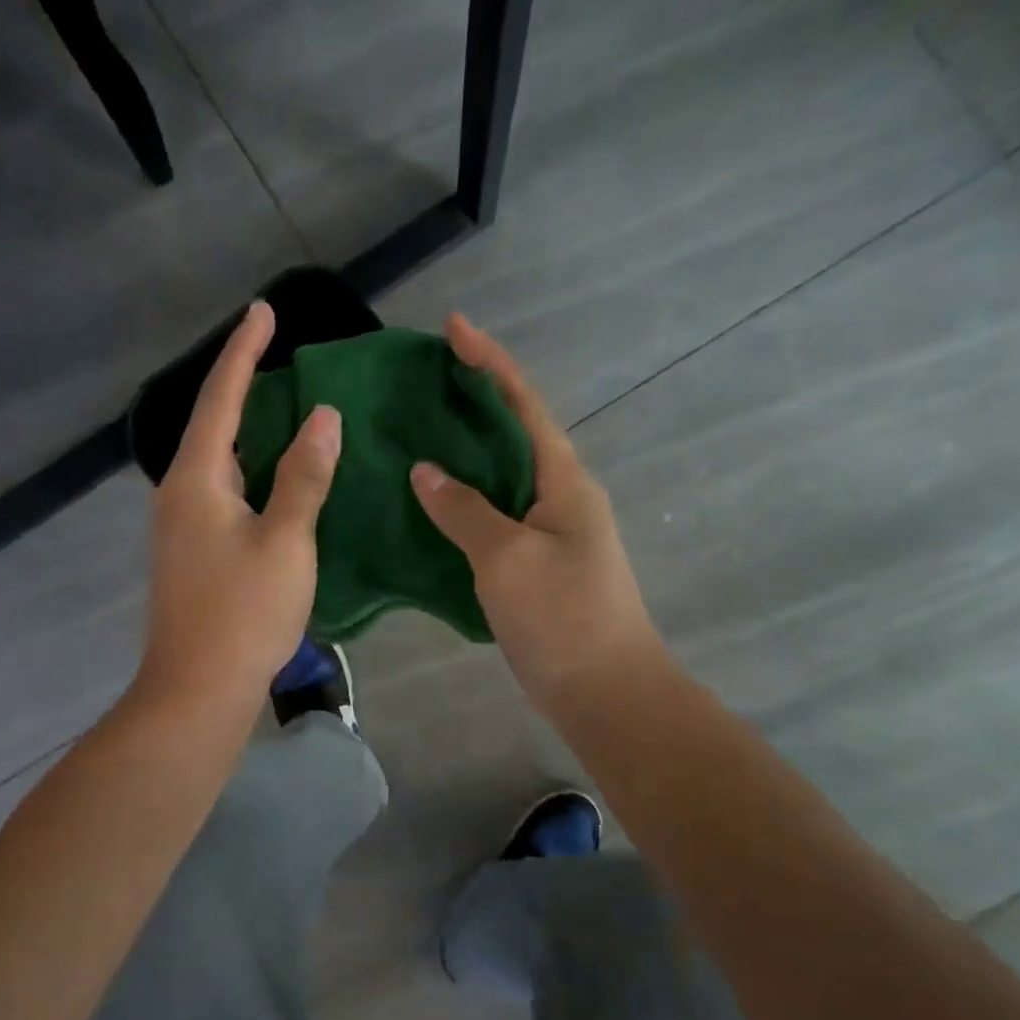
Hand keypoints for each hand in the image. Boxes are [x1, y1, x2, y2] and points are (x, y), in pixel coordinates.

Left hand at [138, 301, 341, 709]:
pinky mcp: (191, 553)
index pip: (221, 399)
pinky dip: (249, 470)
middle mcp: (179, 494)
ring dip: (247, 431)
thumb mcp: (286, 540)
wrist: (197, 690)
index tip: (264, 311)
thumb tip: (322, 417)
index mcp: (197, 480)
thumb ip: (304, 476)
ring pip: (217, 462)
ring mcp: (181, 526)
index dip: (244, 352)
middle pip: (212, 425)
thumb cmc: (244, 612)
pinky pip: (221, 492)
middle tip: (279, 357)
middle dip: (243, 386)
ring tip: (284, 409)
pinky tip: (273, 478)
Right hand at [410, 314, 661, 723]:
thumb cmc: (562, 617)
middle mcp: (561, 495)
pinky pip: (493, 516)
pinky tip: (428, 505)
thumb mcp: (506, 558)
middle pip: (514, 433)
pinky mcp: (535, 564)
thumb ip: (464, 510)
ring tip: (414, 436)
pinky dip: (462, 503)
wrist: (605, 692)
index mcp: (563, 479)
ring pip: (501, 477)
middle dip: (472, 402)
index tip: (453, 327)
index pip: (523, 404)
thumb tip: (425, 471)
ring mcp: (550, 531)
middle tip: (420, 385)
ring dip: (464, 454)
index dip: (489, 362)